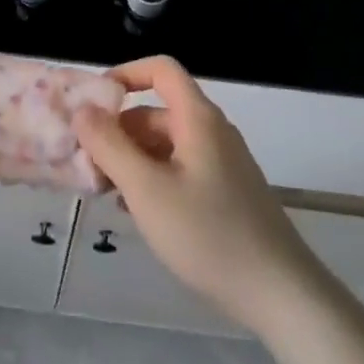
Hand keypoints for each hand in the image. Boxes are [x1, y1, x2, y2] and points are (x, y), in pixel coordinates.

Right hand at [74, 56, 321, 335]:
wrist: (281, 294)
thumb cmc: (209, 235)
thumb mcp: (147, 190)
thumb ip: (110, 146)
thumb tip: (82, 110)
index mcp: (197, 118)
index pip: (161, 70)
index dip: (125, 74)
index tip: (93, 104)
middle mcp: (212, 131)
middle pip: (157, 111)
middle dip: (119, 130)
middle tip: (87, 163)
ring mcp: (222, 163)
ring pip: (166, 144)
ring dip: (132, 158)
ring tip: (104, 191)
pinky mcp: (227, 193)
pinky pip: (180, 169)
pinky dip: (153, 178)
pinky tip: (135, 211)